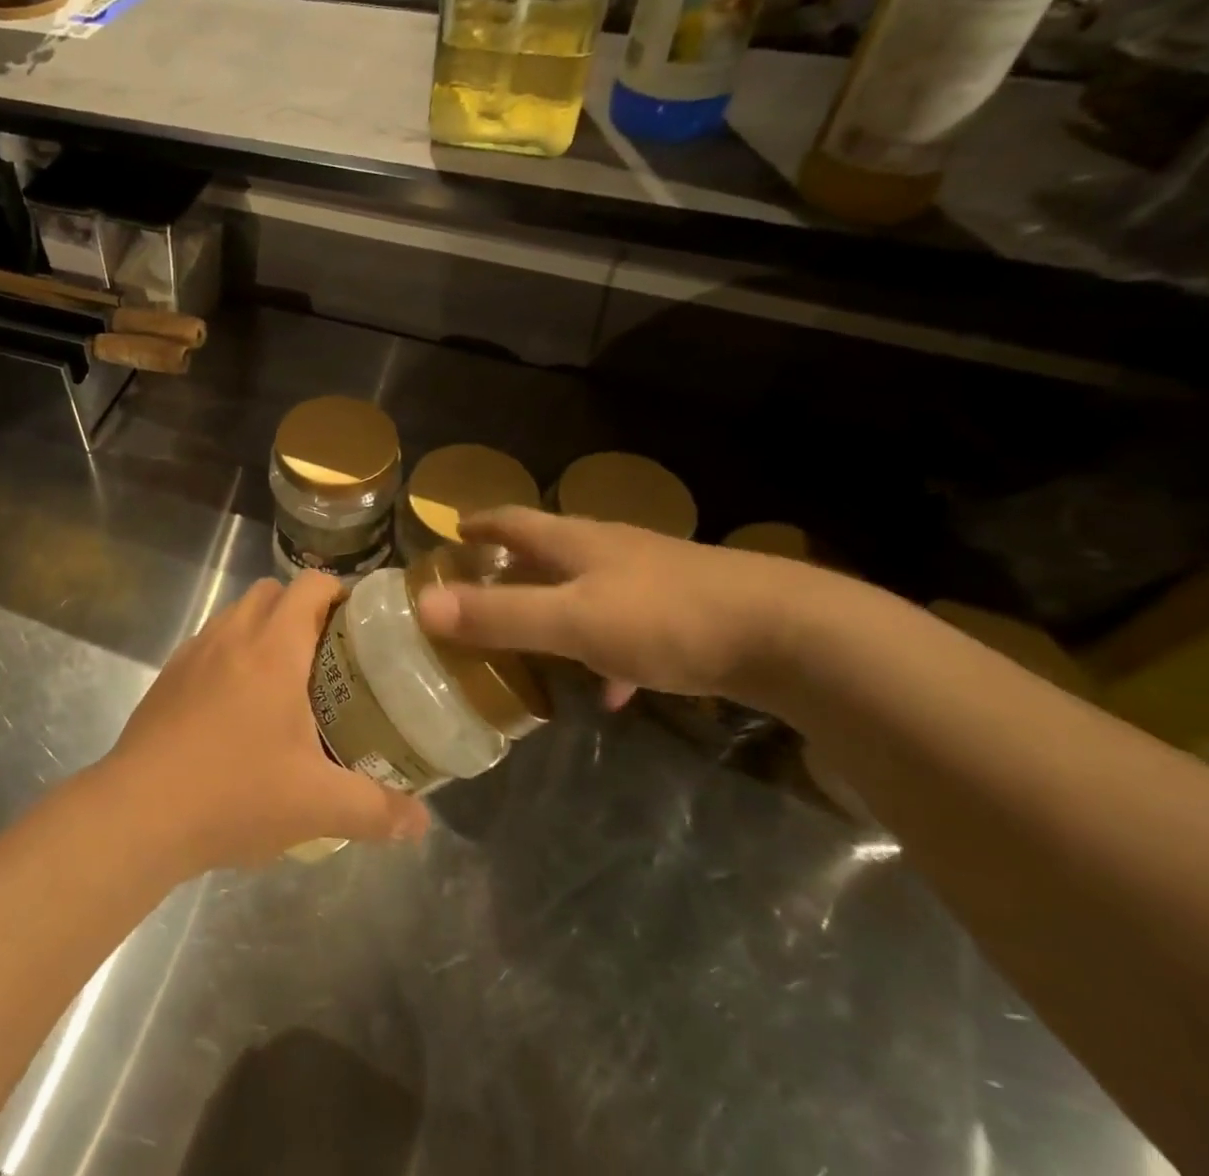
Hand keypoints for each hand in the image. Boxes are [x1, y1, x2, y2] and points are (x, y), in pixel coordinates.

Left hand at [103, 573, 428, 872]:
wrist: (137, 814)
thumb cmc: (234, 794)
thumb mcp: (317, 806)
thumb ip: (376, 810)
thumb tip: (420, 823)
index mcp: (273, 648)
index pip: (310, 586)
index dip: (339, 592)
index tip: (360, 623)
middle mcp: (232, 636)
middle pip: (272, 591)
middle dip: (302, 609)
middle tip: (328, 656)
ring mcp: (194, 653)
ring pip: (236, 615)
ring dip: (264, 630)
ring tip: (285, 681)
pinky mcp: (168, 677)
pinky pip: (209, 644)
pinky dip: (231, 655)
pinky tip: (238, 708)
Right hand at [413, 508, 825, 709]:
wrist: (786, 633)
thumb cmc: (665, 617)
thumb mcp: (571, 620)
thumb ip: (499, 615)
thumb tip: (422, 605)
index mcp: (577, 543)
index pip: (515, 521)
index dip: (481, 524)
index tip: (454, 529)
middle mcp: (610, 551)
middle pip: (550, 550)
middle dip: (514, 564)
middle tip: (482, 585)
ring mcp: (651, 579)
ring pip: (588, 588)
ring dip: (556, 606)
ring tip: (533, 639)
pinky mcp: (685, 612)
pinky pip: (627, 627)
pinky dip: (604, 650)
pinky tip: (611, 688)